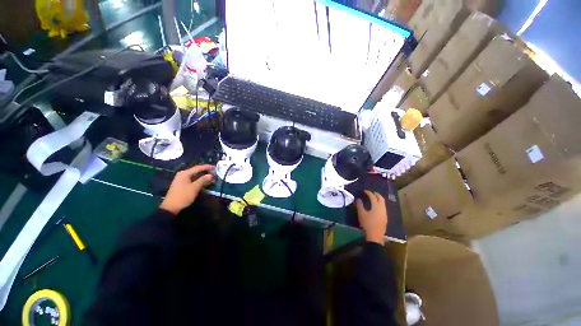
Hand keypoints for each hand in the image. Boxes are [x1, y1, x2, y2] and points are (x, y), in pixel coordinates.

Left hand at [160, 165, 215, 214]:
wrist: (171, 207)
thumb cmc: (183, 196)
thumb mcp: (194, 187)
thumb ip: (203, 180)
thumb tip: (210, 175)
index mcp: (185, 173)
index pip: (198, 167)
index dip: (207, 167)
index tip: (215, 167)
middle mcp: (183, 174)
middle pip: (196, 171)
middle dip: (206, 172)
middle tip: (215, 174)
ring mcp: (182, 180)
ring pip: (195, 176)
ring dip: (203, 177)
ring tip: (212, 179)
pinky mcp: (182, 185)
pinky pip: (193, 180)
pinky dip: (199, 180)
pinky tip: (205, 182)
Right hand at [356, 190, 387, 244]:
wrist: (375, 236)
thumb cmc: (367, 224)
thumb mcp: (361, 214)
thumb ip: (360, 205)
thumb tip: (358, 199)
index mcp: (376, 206)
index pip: (373, 197)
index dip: (369, 193)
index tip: (364, 191)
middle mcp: (382, 208)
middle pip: (381, 198)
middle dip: (376, 194)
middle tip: (371, 192)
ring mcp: (385, 213)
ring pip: (383, 203)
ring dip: (379, 199)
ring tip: (373, 198)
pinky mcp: (385, 217)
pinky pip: (383, 207)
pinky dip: (380, 204)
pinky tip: (376, 206)